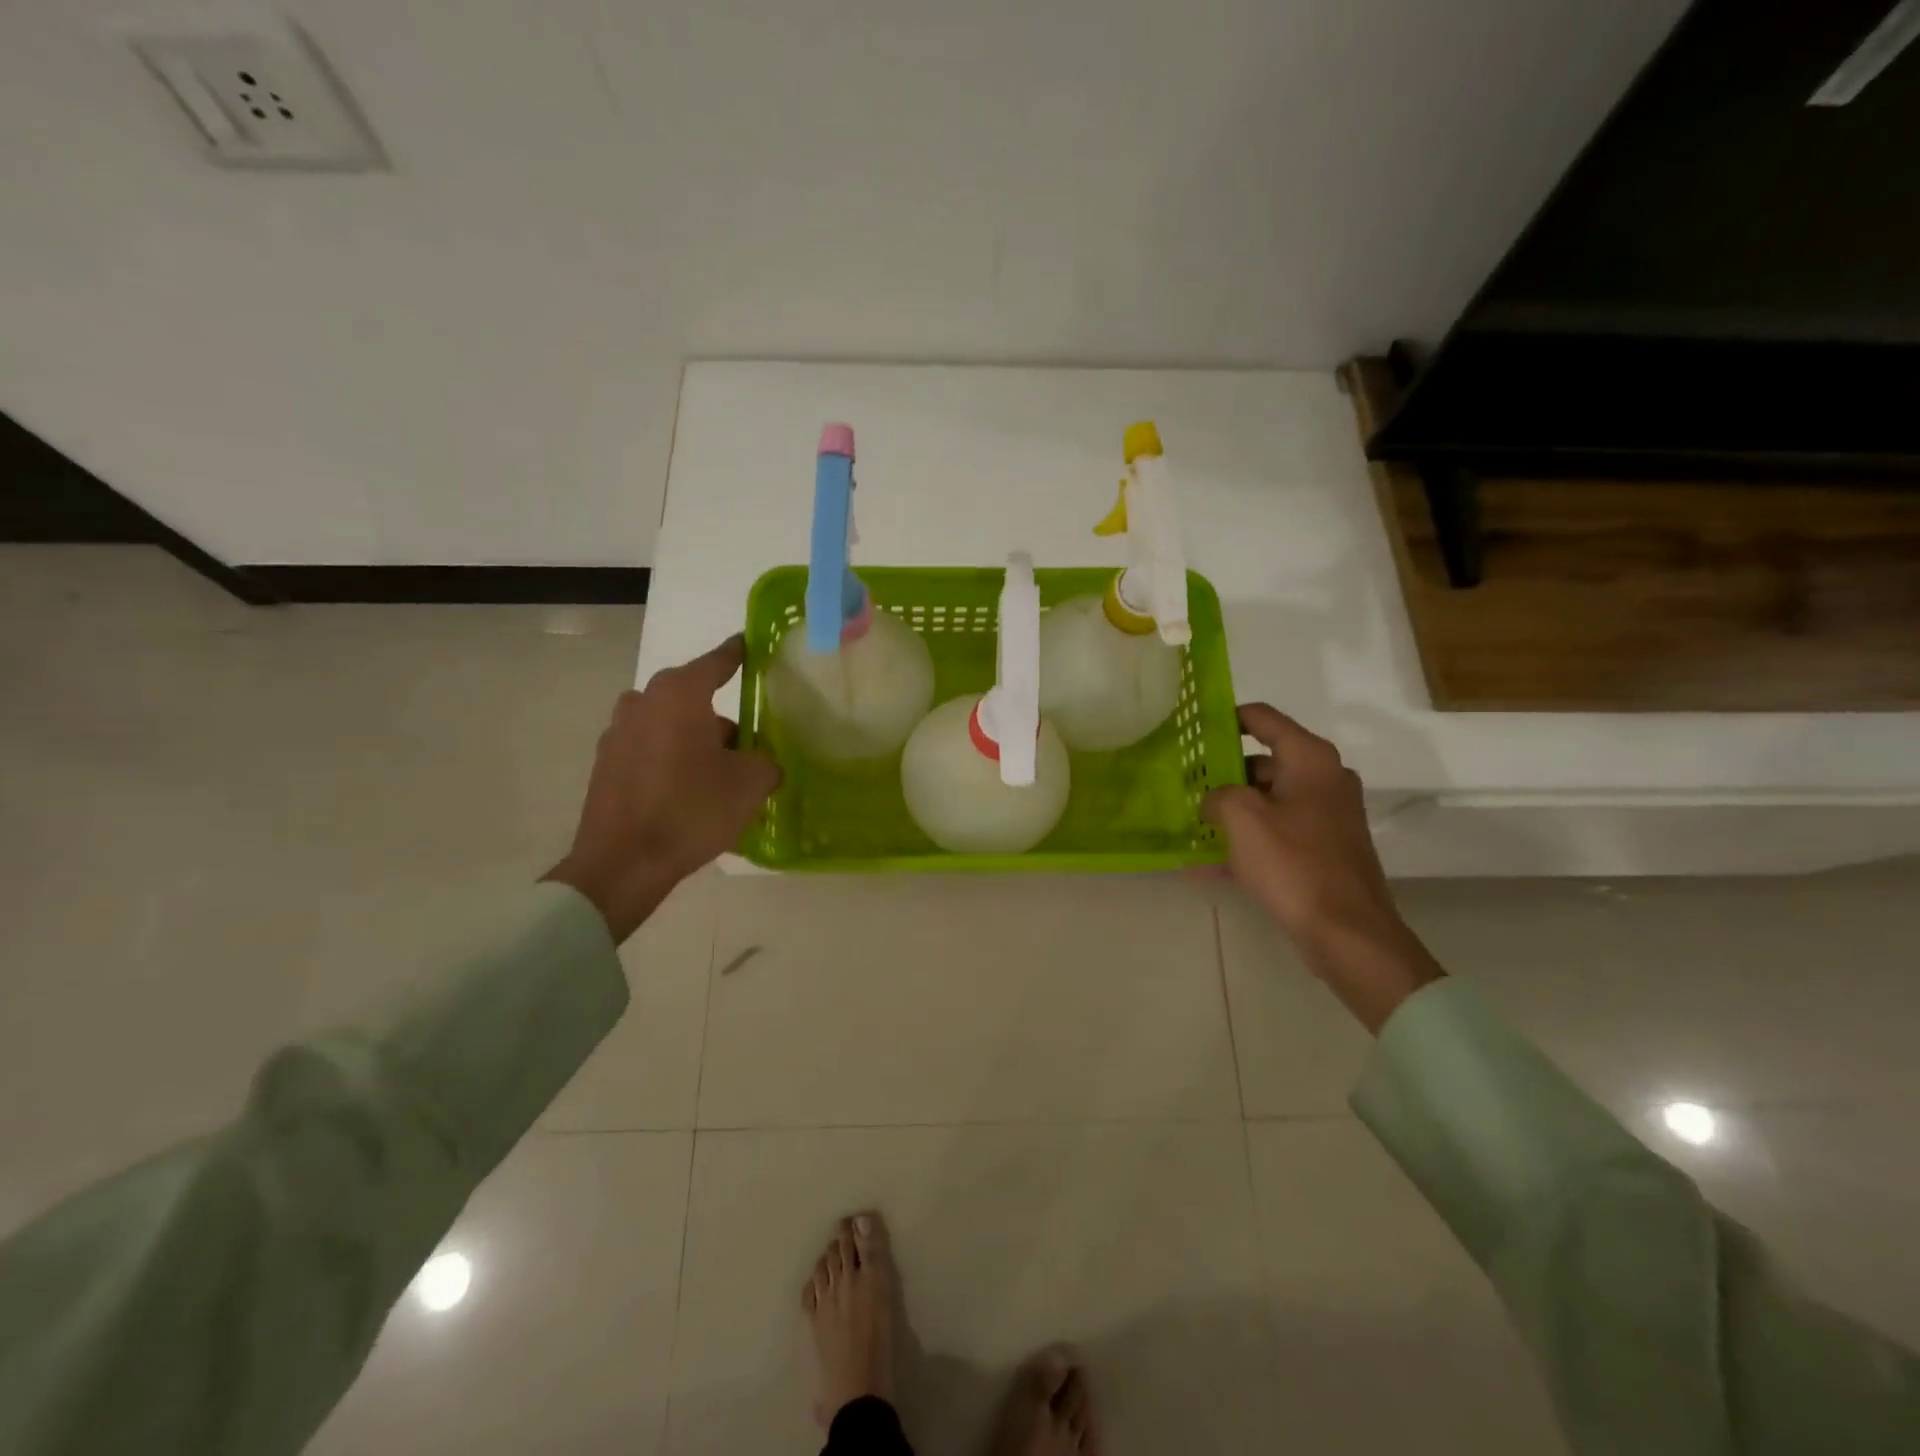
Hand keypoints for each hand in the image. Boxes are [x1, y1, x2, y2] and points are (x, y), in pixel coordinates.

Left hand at [545, 636, 781, 941]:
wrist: (623, 863)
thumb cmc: (692, 810)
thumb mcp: (750, 784)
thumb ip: (766, 761)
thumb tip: (761, 761)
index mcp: (681, 693)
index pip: (719, 660)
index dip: (739, 653)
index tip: (750, 644)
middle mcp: (644, 700)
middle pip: (694, 698)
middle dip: (721, 718)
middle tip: (747, 747)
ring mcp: (618, 731)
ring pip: (671, 725)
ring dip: (695, 741)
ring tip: (718, 777)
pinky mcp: (606, 762)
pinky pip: (651, 749)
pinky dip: (671, 760)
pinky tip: (688, 793)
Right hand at [1201, 704, 1441, 1031]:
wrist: (1347, 932)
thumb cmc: (1294, 863)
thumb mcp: (1242, 818)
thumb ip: (1218, 795)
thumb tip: (1214, 800)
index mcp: (1310, 760)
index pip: (1262, 718)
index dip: (1226, 718)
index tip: (1193, 728)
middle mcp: (1323, 780)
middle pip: (1262, 762)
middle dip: (1221, 773)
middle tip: (1182, 784)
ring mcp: (1325, 817)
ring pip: (1266, 801)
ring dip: (1229, 811)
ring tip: (1188, 822)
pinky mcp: (1322, 850)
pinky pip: (1274, 834)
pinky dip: (1244, 843)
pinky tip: (1203, 865)